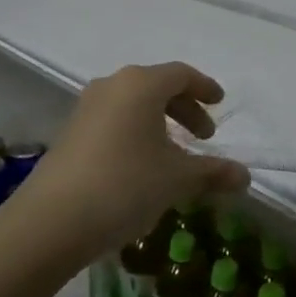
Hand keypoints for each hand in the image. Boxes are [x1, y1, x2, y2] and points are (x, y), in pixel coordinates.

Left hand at [10, 62, 249, 259]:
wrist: (50, 222)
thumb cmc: (124, 185)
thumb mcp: (176, 179)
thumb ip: (212, 172)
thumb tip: (245, 176)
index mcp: (141, 84)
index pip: (182, 74)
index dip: (205, 88)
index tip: (220, 104)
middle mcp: (112, 86)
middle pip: (157, 87)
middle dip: (185, 109)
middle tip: (204, 136)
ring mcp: (86, 108)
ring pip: (134, 105)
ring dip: (159, 123)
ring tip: (174, 155)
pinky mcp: (70, 133)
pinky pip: (114, 121)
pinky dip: (136, 133)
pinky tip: (142, 167)